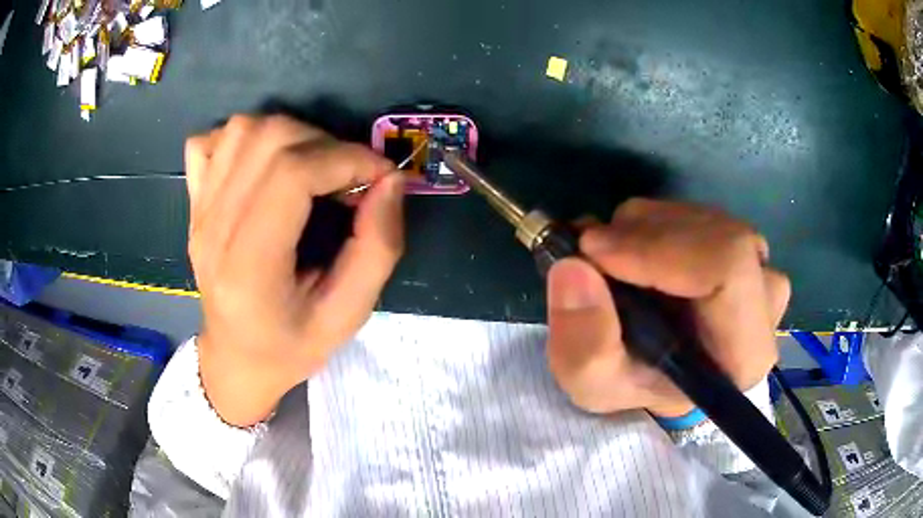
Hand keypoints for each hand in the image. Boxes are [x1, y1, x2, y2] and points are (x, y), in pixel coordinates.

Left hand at [185, 115, 403, 426]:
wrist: (236, 358)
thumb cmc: (291, 347)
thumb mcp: (348, 315)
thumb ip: (378, 248)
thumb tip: (391, 181)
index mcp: (249, 268)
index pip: (290, 175)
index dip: (346, 159)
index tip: (381, 175)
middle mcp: (213, 229)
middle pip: (267, 140)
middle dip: (325, 144)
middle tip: (349, 176)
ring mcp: (198, 212)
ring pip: (242, 129)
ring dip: (290, 134)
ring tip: (313, 166)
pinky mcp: (194, 203)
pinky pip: (208, 141)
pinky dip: (242, 137)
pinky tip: (264, 163)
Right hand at [546, 199, 789, 417]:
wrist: (664, 371)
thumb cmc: (637, 385)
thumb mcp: (594, 384)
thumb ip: (584, 341)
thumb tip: (573, 265)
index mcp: (745, 352)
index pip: (728, 267)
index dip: (661, 248)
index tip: (597, 252)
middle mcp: (765, 301)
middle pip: (716, 235)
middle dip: (643, 234)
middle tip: (591, 251)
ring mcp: (758, 266)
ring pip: (702, 218)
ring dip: (642, 226)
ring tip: (607, 258)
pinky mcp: (740, 243)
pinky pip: (698, 213)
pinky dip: (652, 221)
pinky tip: (631, 250)